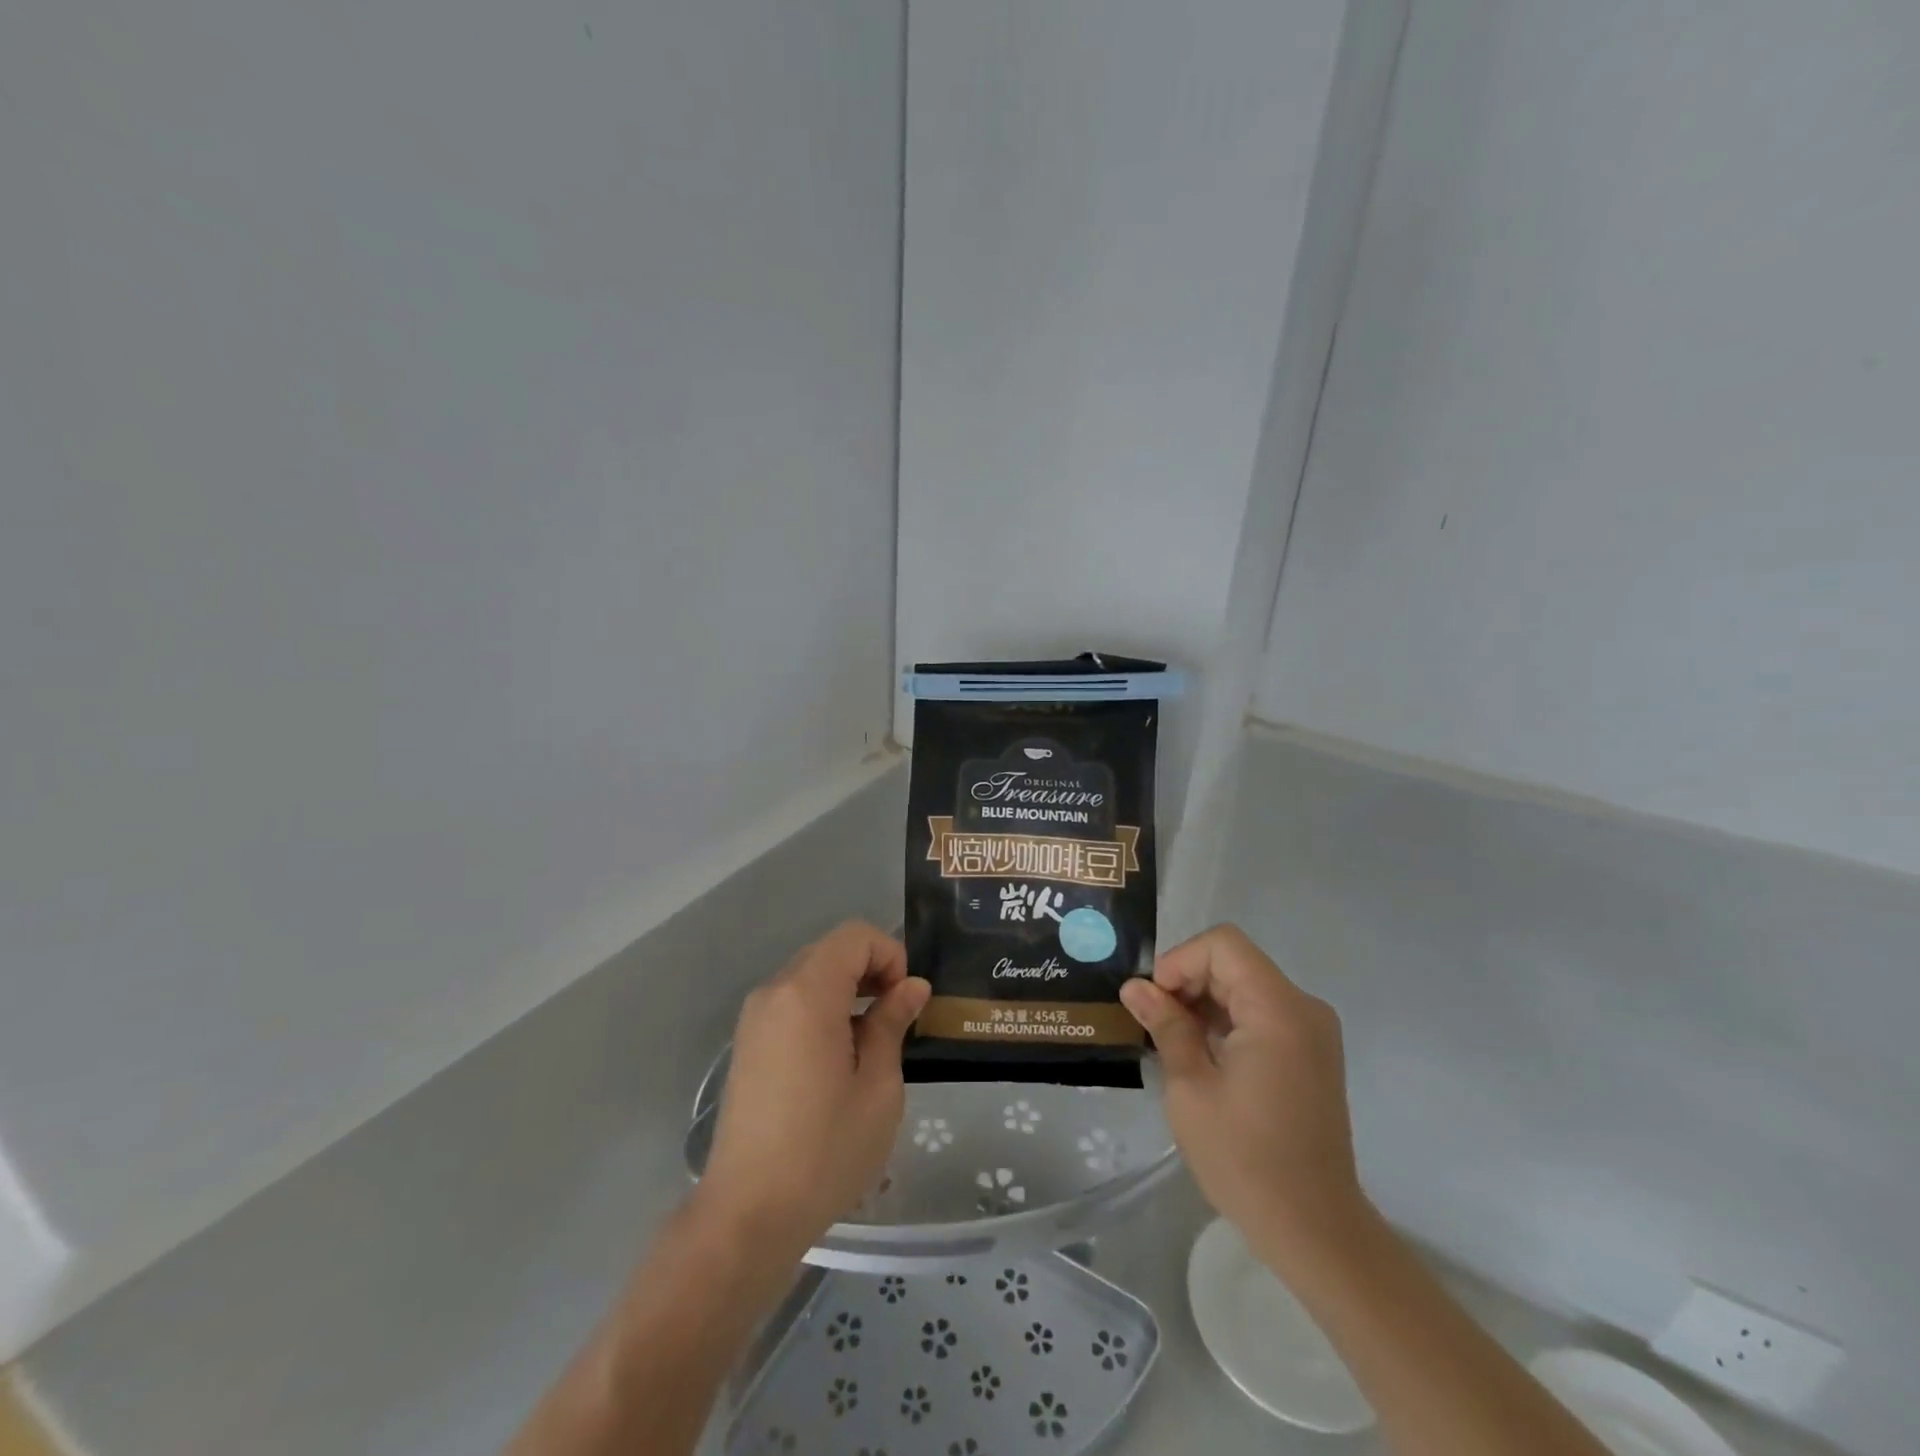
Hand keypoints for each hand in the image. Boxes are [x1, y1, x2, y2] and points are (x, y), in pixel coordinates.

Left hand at [698, 921, 930, 1259]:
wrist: (748, 1215)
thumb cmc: (824, 1150)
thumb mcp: (878, 1087)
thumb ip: (892, 1023)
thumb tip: (912, 987)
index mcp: (807, 993)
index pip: (855, 937)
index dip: (890, 955)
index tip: (907, 1001)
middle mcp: (774, 991)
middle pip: (831, 951)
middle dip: (871, 970)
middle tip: (897, 1018)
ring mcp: (754, 1017)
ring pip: (811, 975)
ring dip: (848, 990)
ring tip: (872, 1041)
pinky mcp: (747, 1043)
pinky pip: (792, 1002)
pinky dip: (823, 1008)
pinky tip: (838, 1057)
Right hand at [1120, 925, 1368, 1273]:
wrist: (1314, 1230)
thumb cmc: (1245, 1159)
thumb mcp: (1191, 1088)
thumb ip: (1166, 1026)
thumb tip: (1135, 987)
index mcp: (1279, 1010)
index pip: (1222, 945)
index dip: (1180, 961)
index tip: (1155, 1002)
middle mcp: (1303, 1008)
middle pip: (1235, 962)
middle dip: (1188, 982)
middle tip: (1154, 1024)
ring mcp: (1312, 1032)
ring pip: (1245, 986)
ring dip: (1204, 1002)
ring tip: (1173, 1042)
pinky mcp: (1311, 1054)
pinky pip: (1261, 1013)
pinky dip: (1227, 1020)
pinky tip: (1202, 1056)